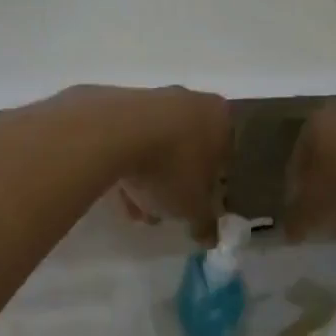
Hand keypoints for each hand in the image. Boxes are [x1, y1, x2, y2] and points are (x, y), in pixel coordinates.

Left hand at [111, 88, 230, 242]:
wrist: (111, 132)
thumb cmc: (171, 167)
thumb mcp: (193, 207)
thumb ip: (205, 222)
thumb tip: (209, 237)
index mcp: (219, 117)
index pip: (224, 155)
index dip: (210, 187)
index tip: (196, 207)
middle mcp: (189, 99)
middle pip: (186, 149)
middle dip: (175, 183)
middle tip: (164, 210)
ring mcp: (150, 97)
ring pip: (154, 144)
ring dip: (147, 177)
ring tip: (133, 210)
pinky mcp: (114, 102)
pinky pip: (126, 138)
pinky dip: (124, 162)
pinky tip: (114, 191)